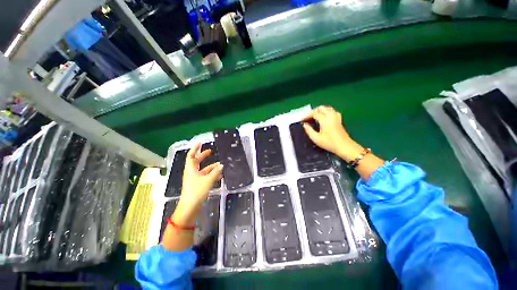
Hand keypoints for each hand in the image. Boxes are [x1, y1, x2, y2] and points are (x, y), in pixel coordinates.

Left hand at [173, 143, 222, 225]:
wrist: (190, 207)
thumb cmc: (197, 191)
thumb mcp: (208, 180)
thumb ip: (215, 172)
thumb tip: (221, 165)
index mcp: (191, 169)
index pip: (191, 156)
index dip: (195, 149)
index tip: (200, 143)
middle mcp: (192, 172)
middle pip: (197, 161)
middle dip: (203, 156)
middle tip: (210, 151)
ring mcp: (194, 179)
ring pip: (203, 170)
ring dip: (211, 167)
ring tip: (220, 166)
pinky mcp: (198, 185)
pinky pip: (205, 176)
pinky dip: (212, 175)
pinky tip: (219, 176)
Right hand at [303, 106, 363, 161]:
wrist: (344, 146)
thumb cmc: (329, 143)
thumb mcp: (316, 138)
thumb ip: (309, 130)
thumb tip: (305, 124)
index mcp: (324, 120)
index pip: (314, 114)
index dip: (307, 116)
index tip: (302, 120)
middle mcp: (330, 116)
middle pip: (321, 108)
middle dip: (313, 111)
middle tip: (308, 117)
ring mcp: (336, 117)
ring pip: (327, 108)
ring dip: (320, 110)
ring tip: (315, 117)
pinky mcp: (339, 120)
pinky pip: (332, 111)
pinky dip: (327, 112)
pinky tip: (325, 117)